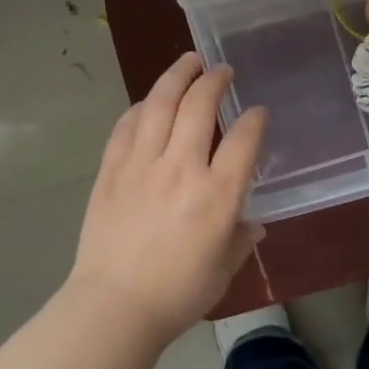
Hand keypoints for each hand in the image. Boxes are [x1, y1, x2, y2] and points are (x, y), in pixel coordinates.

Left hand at [66, 53, 267, 342]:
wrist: (114, 306)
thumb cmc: (178, 294)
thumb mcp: (224, 269)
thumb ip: (241, 237)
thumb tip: (251, 221)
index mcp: (217, 195)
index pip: (244, 139)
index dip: (255, 119)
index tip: (257, 112)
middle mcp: (181, 169)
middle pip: (200, 106)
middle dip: (215, 81)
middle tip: (221, 70)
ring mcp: (141, 165)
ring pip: (159, 104)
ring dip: (176, 76)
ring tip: (188, 62)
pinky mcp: (111, 170)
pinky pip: (126, 126)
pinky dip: (140, 107)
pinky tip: (147, 102)